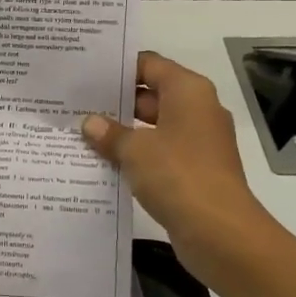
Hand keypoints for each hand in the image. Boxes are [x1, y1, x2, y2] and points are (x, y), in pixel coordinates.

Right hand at [82, 51, 277, 283]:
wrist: (219, 231)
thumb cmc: (178, 175)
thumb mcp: (135, 150)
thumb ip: (110, 133)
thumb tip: (90, 123)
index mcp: (188, 91)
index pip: (150, 64)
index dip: (118, 68)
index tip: (86, 74)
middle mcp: (197, 110)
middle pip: (152, 95)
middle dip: (116, 102)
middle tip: (76, 105)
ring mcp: (198, 142)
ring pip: (154, 127)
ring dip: (124, 132)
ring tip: (82, 133)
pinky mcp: (195, 171)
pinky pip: (160, 153)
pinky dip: (137, 156)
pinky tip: (105, 162)